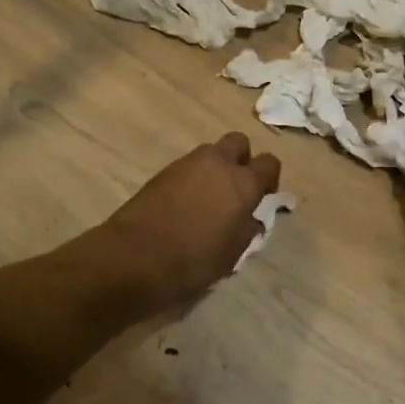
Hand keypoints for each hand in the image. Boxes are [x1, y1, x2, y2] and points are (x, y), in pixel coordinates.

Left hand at [98, 133, 281, 306]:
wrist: (135, 257)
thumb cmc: (193, 260)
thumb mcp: (232, 254)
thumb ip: (247, 230)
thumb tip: (251, 219)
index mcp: (242, 183)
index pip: (269, 163)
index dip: (269, 178)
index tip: (263, 197)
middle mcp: (217, 164)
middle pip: (238, 142)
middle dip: (241, 159)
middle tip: (236, 188)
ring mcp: (187, 164)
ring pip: (210, 152)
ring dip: (214, 168)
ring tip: (208, 199)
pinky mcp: (162, 171)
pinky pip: (187, 166)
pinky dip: (192, 178)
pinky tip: (185, 204)